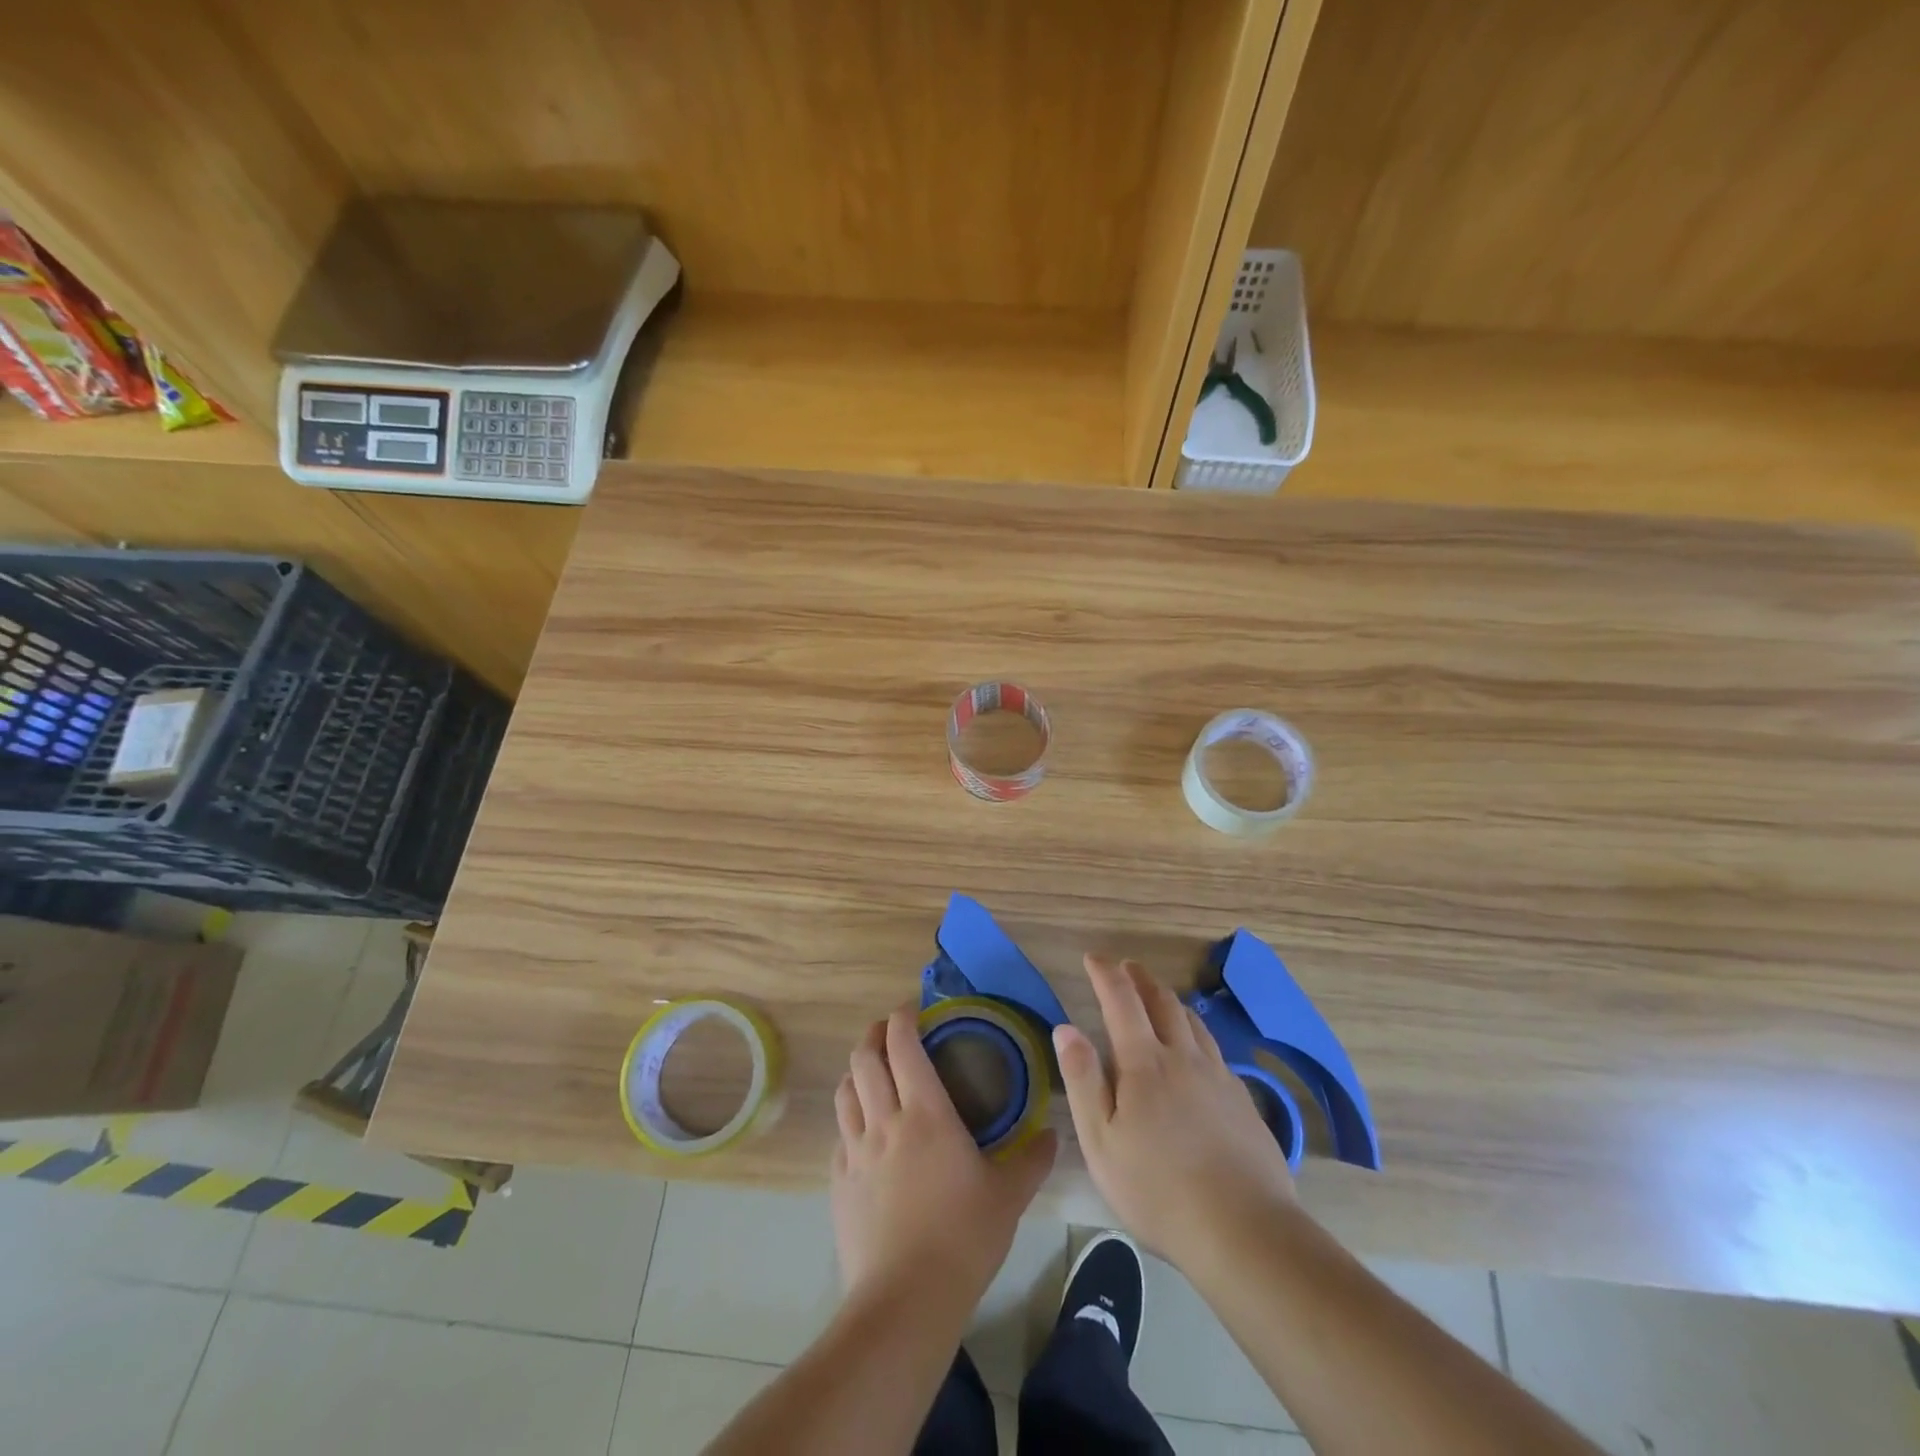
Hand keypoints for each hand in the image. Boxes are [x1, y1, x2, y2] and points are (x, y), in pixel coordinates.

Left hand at [831, 1005, 1056, 1307]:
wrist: (905, 1301)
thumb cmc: (963, 1238)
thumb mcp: (1008, 1197)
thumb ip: (1031, 1160)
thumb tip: (1052, 1135)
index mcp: (926, 1112)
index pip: (903, 1046)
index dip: (902, 1018)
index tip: (911, 1009)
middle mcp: (885, 1120)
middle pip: (864, 1059)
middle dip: (873, 1035)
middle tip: (889, 1031)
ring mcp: (856, 1151)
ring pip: (845, 1092)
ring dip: (856, 1071)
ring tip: (871, 1071)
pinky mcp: (838, 1182)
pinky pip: (840, 1135)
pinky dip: (849, 1118)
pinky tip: (862, 1131)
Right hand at [1055, 955, 1295, 1270]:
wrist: (1244, 1231)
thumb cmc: (1158, 1189)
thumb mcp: (1101, 1141)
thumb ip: (1083, 1079)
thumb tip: (1066, 1027)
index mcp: (1145, 1062)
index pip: (1121, 1000)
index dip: (1106, 973)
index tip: (1093, 958)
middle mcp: (1184, 1057)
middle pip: (1163, 1002)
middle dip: (1141, 978)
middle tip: (1126, 967)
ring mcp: (1218, 1077)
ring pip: (1193, 1022)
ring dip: (1170, 1000)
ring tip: (1158, 997)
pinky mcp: (1242, 1101)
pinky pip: (1214, 1049)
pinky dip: (1196, 1033)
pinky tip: (1195, 1051)